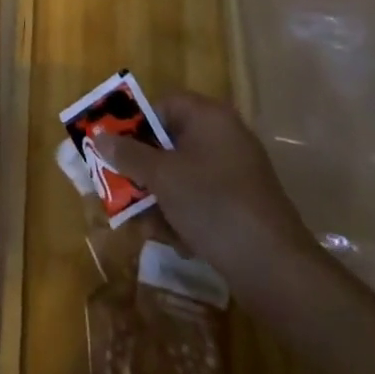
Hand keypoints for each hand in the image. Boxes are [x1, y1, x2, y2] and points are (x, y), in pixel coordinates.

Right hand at [95, 91, 320, 302]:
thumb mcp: (161, 177)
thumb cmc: (213, 205)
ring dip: (159, 196)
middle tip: (119, 187)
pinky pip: (201, 197)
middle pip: (169, 142)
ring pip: (182, 174)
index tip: (114, 148)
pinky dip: (183, 213)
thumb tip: (99, 135)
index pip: (163, 105)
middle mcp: (225, 137)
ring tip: (145, 224)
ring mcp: (236, 172)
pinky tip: (174, 240)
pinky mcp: (242, 204)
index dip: (135, 124)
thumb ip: (128, 153)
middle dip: (143, 168)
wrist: (274, 268)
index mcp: (209, 117)